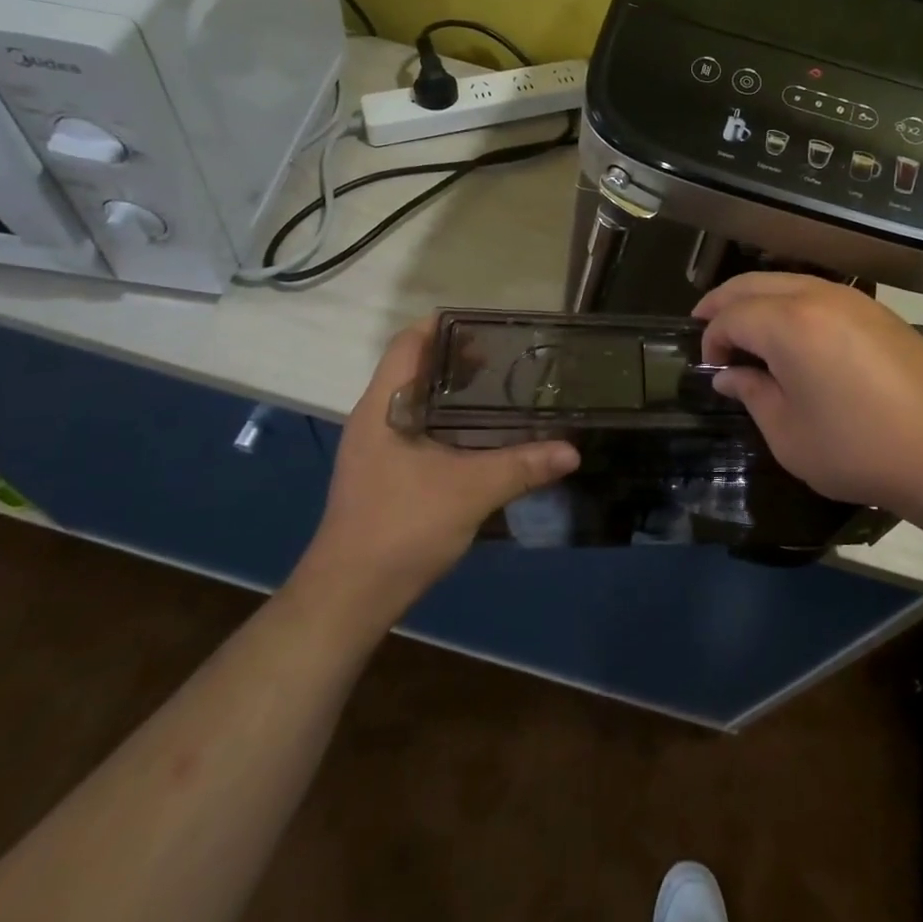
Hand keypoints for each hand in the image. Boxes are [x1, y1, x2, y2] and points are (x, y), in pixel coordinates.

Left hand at [299, 319, 578, 610]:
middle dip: (457, 358)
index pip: (408, 344)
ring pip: (416, 401)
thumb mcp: (471, 491)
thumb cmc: (402, 527)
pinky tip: (480, 437)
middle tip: (506, 357)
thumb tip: (572, 450)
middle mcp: (374, 419)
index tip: (487, 325)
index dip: (443, 325)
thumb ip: (523, 465)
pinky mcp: (382, 473)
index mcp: (383, 407)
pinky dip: (448, 421)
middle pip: (414, 368)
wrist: (350, 596)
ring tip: (500, 390)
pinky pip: (417, 428)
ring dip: (453, 392)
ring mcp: (375, 448)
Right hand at [695, 273, 922, 522]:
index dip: (712, 340)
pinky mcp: (878, 312)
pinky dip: (791, 302)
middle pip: (754, 283)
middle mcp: (818, 297)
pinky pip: (818, 292)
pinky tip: (792, 331)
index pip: (731, 317)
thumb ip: (752, 395)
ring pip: (788, 280)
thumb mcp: (789, 434)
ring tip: (744, 326)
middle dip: (723, 302)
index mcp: (789, 324)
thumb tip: (729, 375)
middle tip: (704, 323)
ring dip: (758, 298)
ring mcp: (853, 300)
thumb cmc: (860, 449)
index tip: (711, 369)